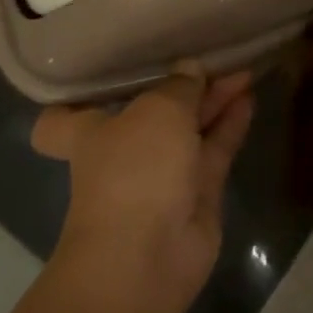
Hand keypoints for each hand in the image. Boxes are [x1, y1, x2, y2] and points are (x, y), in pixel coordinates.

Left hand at [31, 65, 254, 312]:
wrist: (148, 258)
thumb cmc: (134, 171)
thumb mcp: (157, 110)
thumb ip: (179, 86)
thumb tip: (190, 69)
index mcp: (90, 132)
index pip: (63, 118)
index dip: (79, 97)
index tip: (103, 73)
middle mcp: (123, 151)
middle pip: (150, 112)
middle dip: (180, 85)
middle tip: (212, 55)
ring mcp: (162, 174)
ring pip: (189, 129)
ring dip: (212, 101)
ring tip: (242, 68)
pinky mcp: (196, 193)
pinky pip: (214, 149)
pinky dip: (230, 124)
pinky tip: (249, 96)